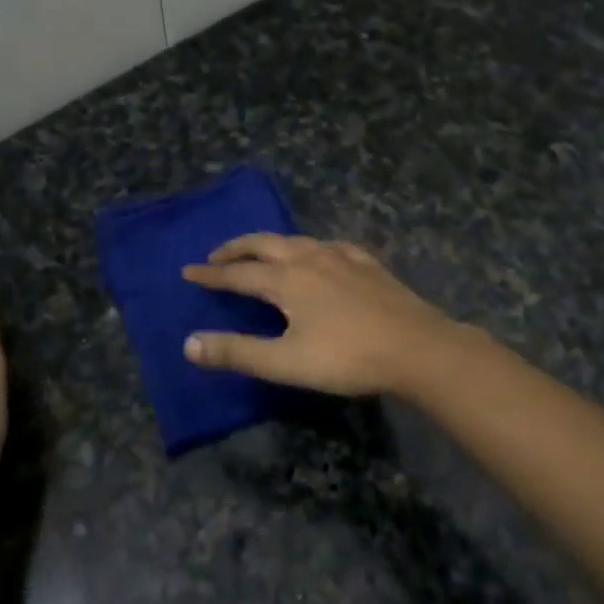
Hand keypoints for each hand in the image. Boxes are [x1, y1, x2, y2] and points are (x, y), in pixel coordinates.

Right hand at [181, 235, 465, 396]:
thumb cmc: (347, 357)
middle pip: (263, 244)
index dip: (211, 275)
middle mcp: (308, 258)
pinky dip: (309, 247)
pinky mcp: (366, 262)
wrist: (416, 346)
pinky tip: (320, 254)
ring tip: (261, 252)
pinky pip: (329, 245)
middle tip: (216, 256)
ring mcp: (341, 256)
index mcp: (286, 280)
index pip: (237, 274)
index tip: (188, 271)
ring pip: (296, 240)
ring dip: (270, 244)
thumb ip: (237, 352)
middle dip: (236, 249)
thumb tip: (189, 343)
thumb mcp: (285, 362)